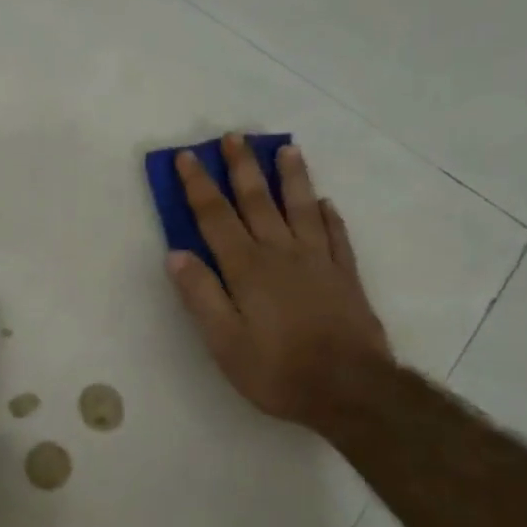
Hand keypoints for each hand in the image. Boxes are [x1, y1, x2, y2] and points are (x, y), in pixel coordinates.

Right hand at [165, 134, 391, 428]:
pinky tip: (326, 203)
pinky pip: (336, 234)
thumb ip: (201, 295)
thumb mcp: (224, 341)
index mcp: (247, 268)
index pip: (216, 217)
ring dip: (291, 177)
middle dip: (242, 167)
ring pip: (301, 207)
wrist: (350, 389)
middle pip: (258, 201)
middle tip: (234, 136)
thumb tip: (176, 254)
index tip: (187, 157)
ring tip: (286, 148)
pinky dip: (329, 215)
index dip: (199, 186)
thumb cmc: (277, 370)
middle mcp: (281, 253)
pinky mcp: (345, 275)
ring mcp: (318, 261)